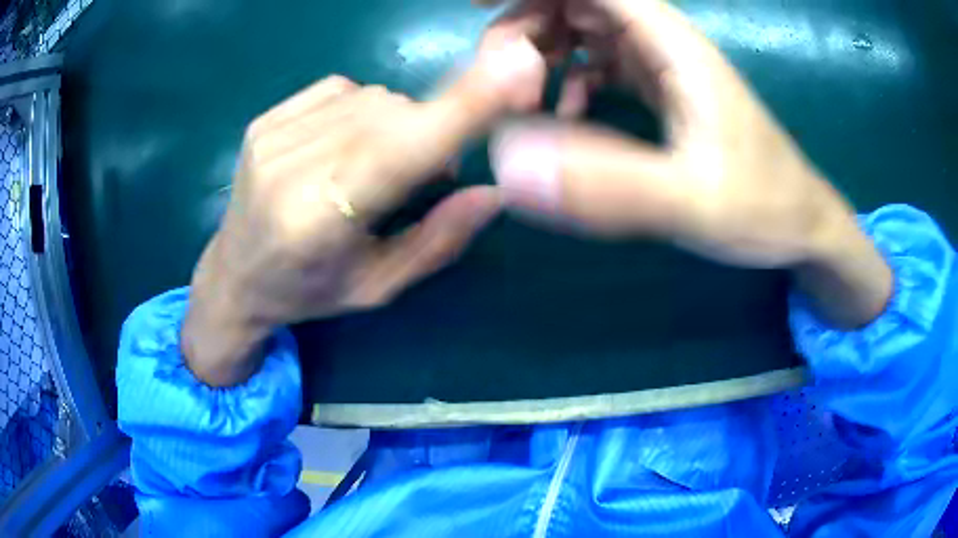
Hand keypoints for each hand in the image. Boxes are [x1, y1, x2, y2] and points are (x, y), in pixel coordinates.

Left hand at [182, 25, 546, 385]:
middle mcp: (290, 169)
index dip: (460, 108)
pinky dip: (361, 109)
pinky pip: (339, 88)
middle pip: (392, 115)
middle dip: (427, 133)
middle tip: (422, 174)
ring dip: (395, 123)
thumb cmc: (308, 292)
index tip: (515, 71)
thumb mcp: (378, 287)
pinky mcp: (264, 120)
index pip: (398, 150)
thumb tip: (495, 192)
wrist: (234, 276)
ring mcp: (272, 137)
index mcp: (319, 222)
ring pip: (370, 97)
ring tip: (376, 163)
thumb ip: (438, 240)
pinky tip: (345, 143)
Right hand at [487, 0, 891, 327]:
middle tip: (501, 72)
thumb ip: (610, 185)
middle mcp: (666, 43)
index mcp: (673, 46)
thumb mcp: (692, 202)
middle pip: (582, 2)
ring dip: (547, 48)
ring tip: (525, 92)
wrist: (799, 225)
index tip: (476, 6)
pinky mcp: (664, 91)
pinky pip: (604, 64)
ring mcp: (665, 66)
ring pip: (589, 29)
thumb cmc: (762, 208)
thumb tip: (509, 162)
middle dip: (529, 21)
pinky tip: (571, 113)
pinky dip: (574, 77)